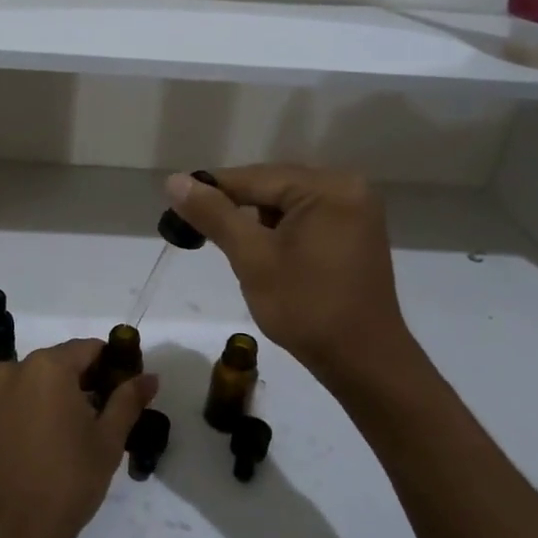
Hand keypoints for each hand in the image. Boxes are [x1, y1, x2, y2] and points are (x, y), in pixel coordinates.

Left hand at [0, 339, 158, 537]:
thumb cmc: (61, 485)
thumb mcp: (106, 444)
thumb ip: (127, 402)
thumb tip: (149, 376)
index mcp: (47, 366)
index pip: (91, 349)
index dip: (116, 366)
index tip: (131, 393)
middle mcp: (14, 369)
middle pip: (63, 363)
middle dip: (90, 384)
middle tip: (113, 419)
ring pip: (40, 384)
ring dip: (63, 400)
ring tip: (85, 436)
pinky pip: (19, 402)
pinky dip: (39, 412)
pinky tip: (55, 445)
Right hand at [165, 166, 420, 389]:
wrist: (362, 360)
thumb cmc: (305, 307)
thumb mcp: (252, 258)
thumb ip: (214, 215)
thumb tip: (175, 180)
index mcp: (327, 187)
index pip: (255, 177)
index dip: (212, 190)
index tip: (176, 206)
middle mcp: (347, 188)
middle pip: (273, 186)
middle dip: (235, 207)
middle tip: (196, 230)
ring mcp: (356, 211)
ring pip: (288, 204)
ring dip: (256, 221)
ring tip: (228, 246)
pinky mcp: (356, 233)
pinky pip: (307, 219)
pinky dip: (280, 232)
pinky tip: (262, 253)